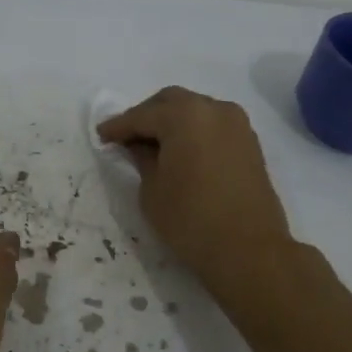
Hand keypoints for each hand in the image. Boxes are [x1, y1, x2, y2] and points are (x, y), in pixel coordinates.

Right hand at [96, 87, 293, 288]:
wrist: (249, 249)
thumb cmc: (190, 219)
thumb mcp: (152, 189)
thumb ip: (142, 159)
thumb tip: (139, 146)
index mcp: (184, 115)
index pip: (142, 115)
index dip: (118, 126)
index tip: (101, 136)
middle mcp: (213, 109)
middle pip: (171, 102)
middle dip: (146, 116)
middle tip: (126, 137)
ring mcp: (237, 124)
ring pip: (195, 110)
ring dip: (172, 122)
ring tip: (153, 145)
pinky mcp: (249, 143)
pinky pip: (213, 125)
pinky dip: (193, 131)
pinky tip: (180, 152)